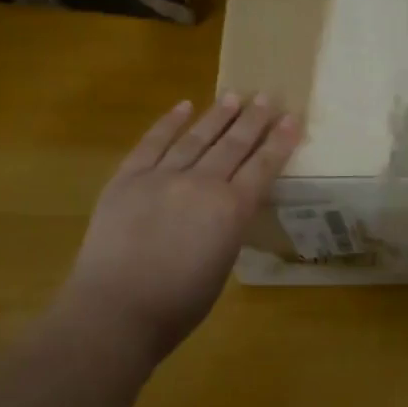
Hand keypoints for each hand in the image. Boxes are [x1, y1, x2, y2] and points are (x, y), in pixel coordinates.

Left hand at [53, 95, 301, 366]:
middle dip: (253, 119)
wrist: (115, 311)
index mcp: (231, 209)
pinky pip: (152, 143)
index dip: (279, 141)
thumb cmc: (177, 304)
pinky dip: (169, 123)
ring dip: (217, 115)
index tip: (292, 118)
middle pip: (233, 144)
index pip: (263, 166)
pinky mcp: (128, 178)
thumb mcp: (222, 264)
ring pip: (196, 137)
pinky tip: (183, 106)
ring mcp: (162, 176)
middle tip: (267, 97)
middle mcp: (202, 183)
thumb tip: (226, 207)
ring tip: (234, 95)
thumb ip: (228, 227)